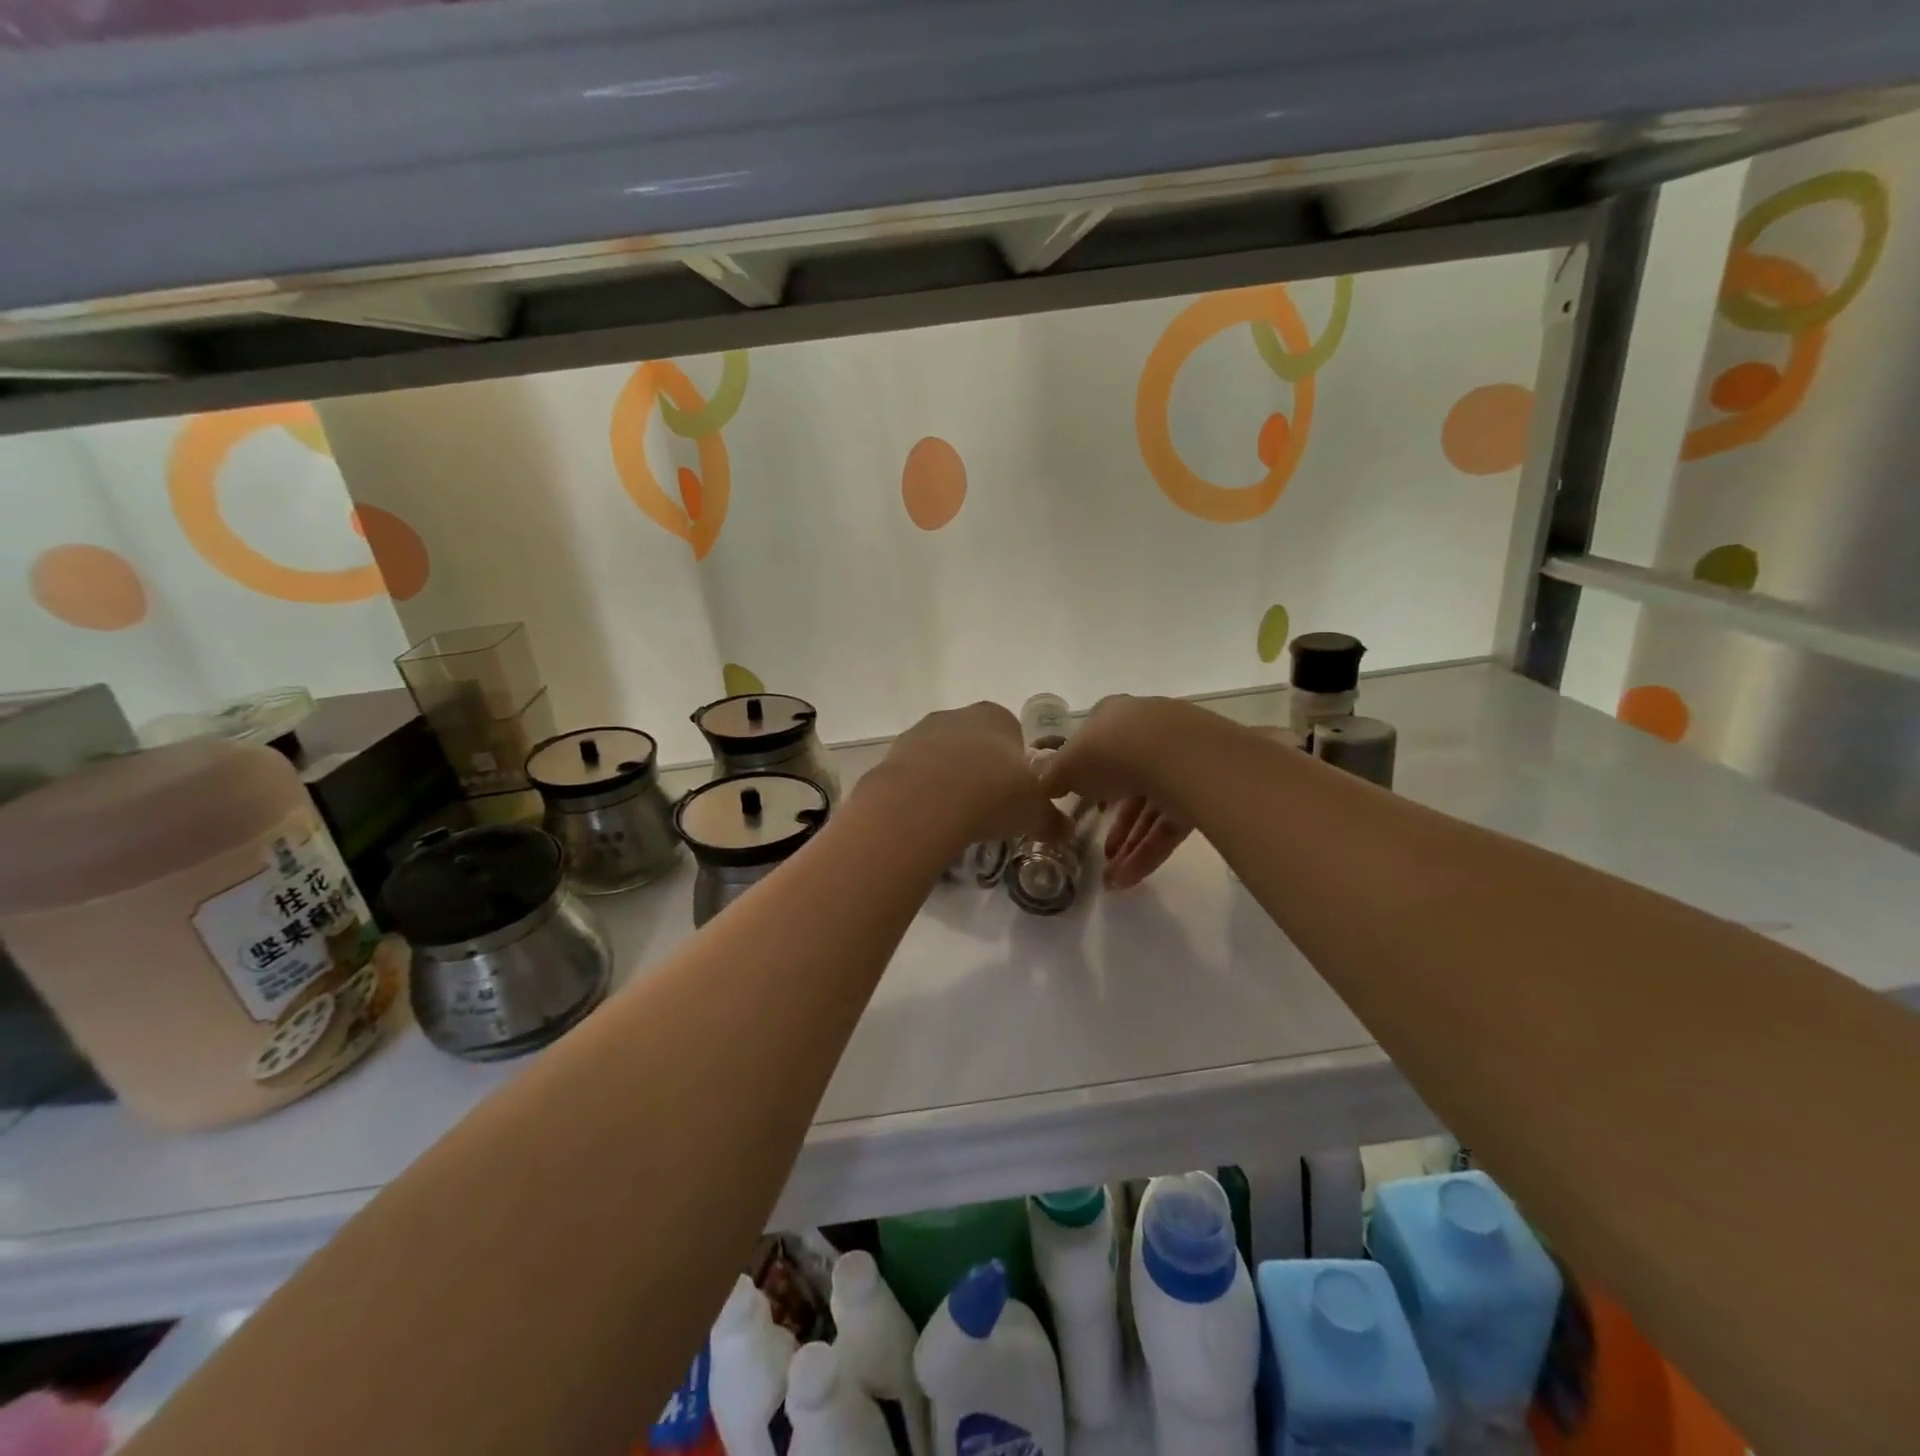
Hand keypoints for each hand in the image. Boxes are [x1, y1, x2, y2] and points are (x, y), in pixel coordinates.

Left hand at [866, 702, 1070, 848]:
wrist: (924, 802)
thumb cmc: (992, 794)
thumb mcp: (1034, 812)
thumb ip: (1051, 820)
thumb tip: (1065, 832)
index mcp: (997, 717)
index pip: (1012, 735)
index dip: (1015, 766)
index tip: (1013, 795)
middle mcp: (958, 716)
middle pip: (974, 744)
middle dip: (980, 772)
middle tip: (986, 809)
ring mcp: (921, 732)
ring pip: (941, 758)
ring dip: (948, 782)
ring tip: (955, 819)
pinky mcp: (892, 755)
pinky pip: (914, 775)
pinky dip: (921, 794)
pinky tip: (928, 819)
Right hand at [1038, 696, 1194, 889]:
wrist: (1176, 754)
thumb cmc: (1110, 750)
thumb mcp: (1067, 764)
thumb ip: (1053, 775)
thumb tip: (1044, 785)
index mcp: (1114, 717)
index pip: (1098, 744)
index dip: (1086, 775)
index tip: (1077, 802)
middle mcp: (1148, 733)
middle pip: (1126, 779)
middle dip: (1111, 821)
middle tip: (1097, 850)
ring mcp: (1179, 761)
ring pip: (1149, 807)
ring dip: (1128, 844)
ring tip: (1110, 879)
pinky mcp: (1203, 790)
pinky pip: (1170, 825)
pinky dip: (1149, 852)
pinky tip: (1128, 879)